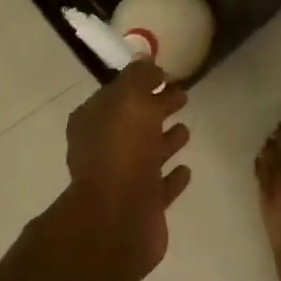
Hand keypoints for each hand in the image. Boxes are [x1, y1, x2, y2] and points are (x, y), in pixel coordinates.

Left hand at [64, 61, 192, 280]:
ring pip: (146, 153)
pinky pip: (159, 185)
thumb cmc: (122, 150)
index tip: (164, 75)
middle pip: (133, 122)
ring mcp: (121, 179)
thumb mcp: (130, 99)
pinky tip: (186, 168)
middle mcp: (102, 149)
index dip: (139, 84)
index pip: (116, 94)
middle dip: (156, 108)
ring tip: (187, 129)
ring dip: (164, 141)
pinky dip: (171, 176)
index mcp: (93, 121)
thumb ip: (139, 77)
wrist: (118, 218)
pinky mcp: (140, 207)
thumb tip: (146, 62)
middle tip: (183, 95)